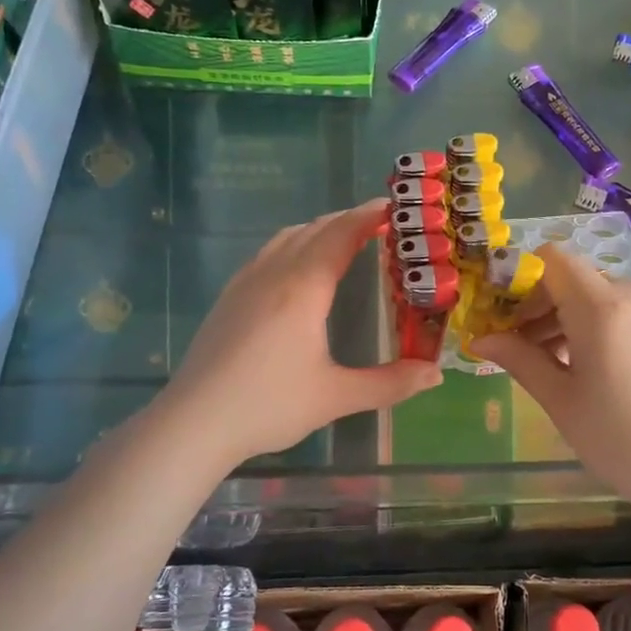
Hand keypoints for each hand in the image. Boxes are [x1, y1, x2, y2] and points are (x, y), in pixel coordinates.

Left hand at [157, 200, 442, 466]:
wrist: (194, 422)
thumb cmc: (269, 406)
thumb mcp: (336, 397)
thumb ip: (390, 384)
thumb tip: (436, 375)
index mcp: (303, 288)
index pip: (341, 235)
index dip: (368, 217)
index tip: (394, 208)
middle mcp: (273, 274)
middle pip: (314, 229)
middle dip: (347, 220)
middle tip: (378, 225)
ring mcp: (245, 283)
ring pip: (286, 238)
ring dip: (318, 229)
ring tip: (342, 239)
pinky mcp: (228, 298)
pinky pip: (266, 254)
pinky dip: (292, 244)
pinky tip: (295, 268)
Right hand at [473, 246, 630, 506]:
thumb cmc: (621, 439)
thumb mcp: (561, 400)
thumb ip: (519, 359)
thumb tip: (479, 339)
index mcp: (602, 307)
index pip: (552, 259)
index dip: (521, 279)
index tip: (502, 315)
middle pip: (572, 278)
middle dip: (538, 304)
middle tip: (516, 346)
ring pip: (596, 295)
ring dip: (564, 317)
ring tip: (547, 363)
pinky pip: (620, 310)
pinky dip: (593, 325)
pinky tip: (584, 367)